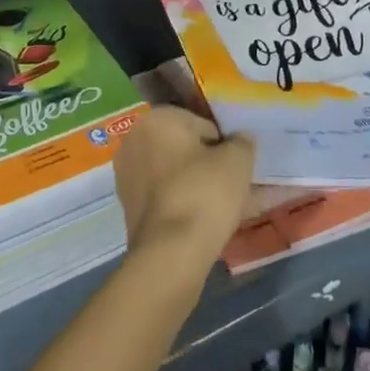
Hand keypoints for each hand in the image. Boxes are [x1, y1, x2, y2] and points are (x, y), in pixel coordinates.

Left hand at [113, 105, 254, 275]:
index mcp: (156, 119)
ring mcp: (127, 173)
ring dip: (198, 183)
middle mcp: (135, 139)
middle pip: (184, 147)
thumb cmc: (204, 193)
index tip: (236, 165)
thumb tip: (239, 139)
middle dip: (208, 163)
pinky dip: (184, 201)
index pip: (201, 123)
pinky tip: (207, 220)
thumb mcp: (238, 160)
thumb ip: (242, 142)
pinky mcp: (128, 205)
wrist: (171, 252)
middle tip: (234, 185)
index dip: (223, 144)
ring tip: (227, 206)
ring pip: (175, 173)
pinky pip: (166, 195)